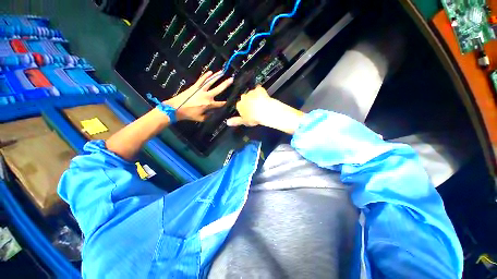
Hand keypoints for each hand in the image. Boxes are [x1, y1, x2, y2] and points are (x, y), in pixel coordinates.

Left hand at [165, 71, 232, 121]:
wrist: (176, 108)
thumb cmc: (189, 114)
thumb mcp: (201, 118)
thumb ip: (209, 116)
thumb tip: (214, 112)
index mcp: (209, 104)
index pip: (221, 103)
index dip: (226, 103)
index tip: (231, 101)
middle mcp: (207, 95)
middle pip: (219, 89)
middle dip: (226, 84)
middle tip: (232, 79)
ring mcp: (200, 90)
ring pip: (211, 81)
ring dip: (217, 76)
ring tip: (222, 72)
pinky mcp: (195, 86)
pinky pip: (201, 80)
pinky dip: (206, 75)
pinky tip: (210, 72)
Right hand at [226, 85, 273, 126]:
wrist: (264, 111)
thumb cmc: (254, 117)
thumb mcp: (244, 121)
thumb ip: (236, 121)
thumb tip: (228, 122)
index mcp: (239, 105)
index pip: (239, 105)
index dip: (244, 108)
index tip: (248, 112)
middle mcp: (243, 97)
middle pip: (245, 98)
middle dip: (249, 101)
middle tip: (254, 107)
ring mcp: (251, 93)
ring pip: (251, 93)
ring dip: (254, 97)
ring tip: (260, 103)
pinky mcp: (258, 89)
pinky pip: (258, 89)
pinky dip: (260, 92)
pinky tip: (263, 96)